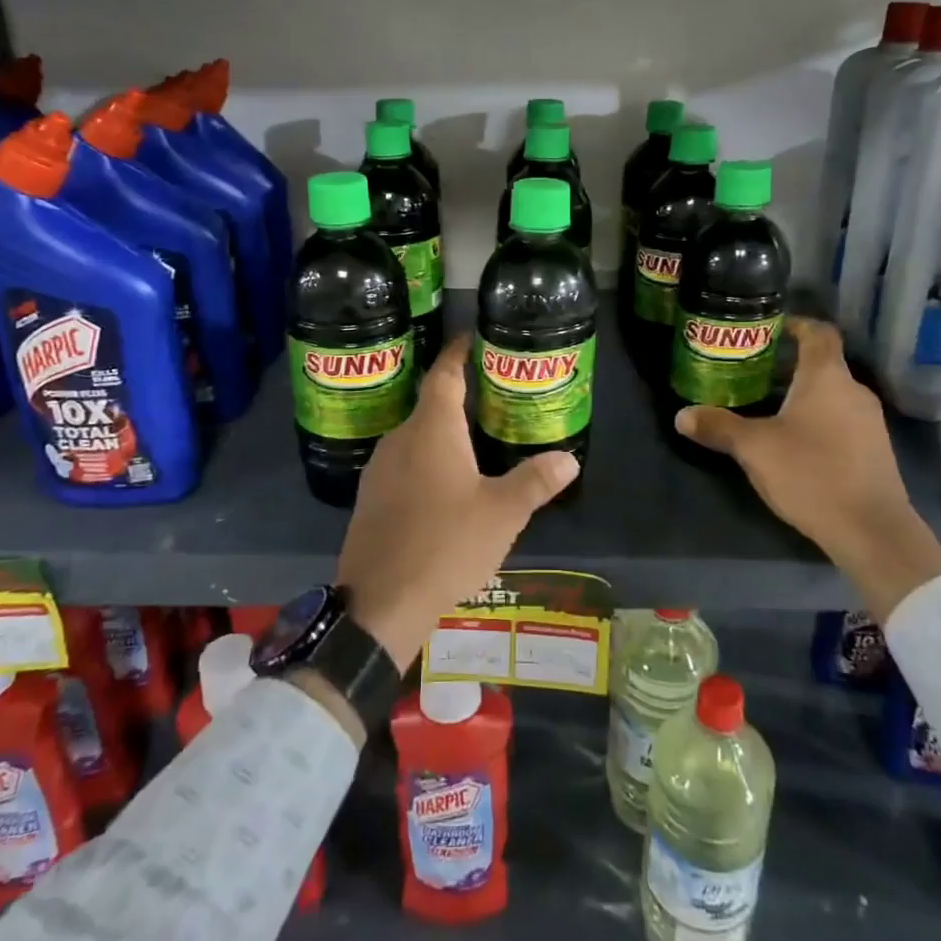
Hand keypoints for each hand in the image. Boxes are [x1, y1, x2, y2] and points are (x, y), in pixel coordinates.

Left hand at [337, 335, 578, 671]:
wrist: (380, 602)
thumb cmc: (446, 544)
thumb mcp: (502, 513)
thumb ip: (536, 481)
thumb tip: (569, 459)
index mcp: (432, 429)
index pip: (444, 374)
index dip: (458, 352)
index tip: (472, 337)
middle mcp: (400, 438)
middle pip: (429, 403)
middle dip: (458, 395)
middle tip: (492, 395)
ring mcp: (379, 468)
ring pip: (416, 436)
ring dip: (442, 431)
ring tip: (474, 438)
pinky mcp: (371, 497)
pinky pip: (404, 463)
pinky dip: (426, 459)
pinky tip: (445, 483)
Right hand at [675, 317, 940, 618]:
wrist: (871, 530)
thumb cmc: (811, 473)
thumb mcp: (754, 449)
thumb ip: (718, 427)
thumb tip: (682, 415)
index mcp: (827, 377)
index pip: (818, 332)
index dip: (796, 324)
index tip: (769, 327)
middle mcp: (853, 391)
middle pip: (824, 363)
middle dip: (790, 363)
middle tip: (754, 369)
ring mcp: (869, 421)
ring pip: (832, 393)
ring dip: (803, 393)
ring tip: (769, 404)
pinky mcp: (874, 449)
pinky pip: (842, 418)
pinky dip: (818, 417)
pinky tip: (796, 439)